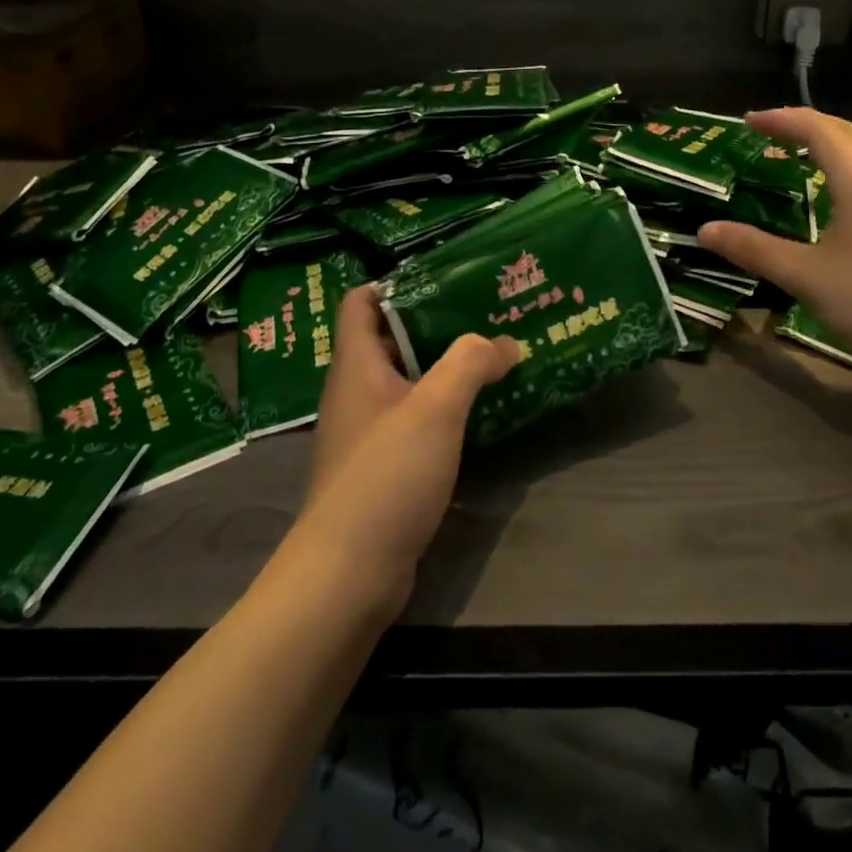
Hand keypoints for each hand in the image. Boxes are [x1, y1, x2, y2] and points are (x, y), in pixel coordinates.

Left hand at [295, 285, 517, 614]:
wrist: (348, 572)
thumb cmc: (385, 475)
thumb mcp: (434, 409)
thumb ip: (469, 364)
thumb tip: (503, 342)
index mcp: (356, 364)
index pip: (362, 300)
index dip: (397, 282)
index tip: (446, 279)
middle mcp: (355, 390)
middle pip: (390, 337)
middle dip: (436, 323)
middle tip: (486, 314)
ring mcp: (366, 429)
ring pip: (406, 380)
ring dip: (444, 367)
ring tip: (493, 356)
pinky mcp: (381, 464)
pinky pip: (413, 418)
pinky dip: (442, 407)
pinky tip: (478, 412)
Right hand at [697, 108, 851, 382]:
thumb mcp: (803, 275)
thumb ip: (753, 249)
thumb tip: (705, 229)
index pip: (820, 132)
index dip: (782, 120)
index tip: (748, 121)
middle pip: (848, 134)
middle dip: (808, 123)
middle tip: (770, 130)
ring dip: (831, 143)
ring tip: (798, 153)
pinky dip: (846, 168)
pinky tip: (833, 196)